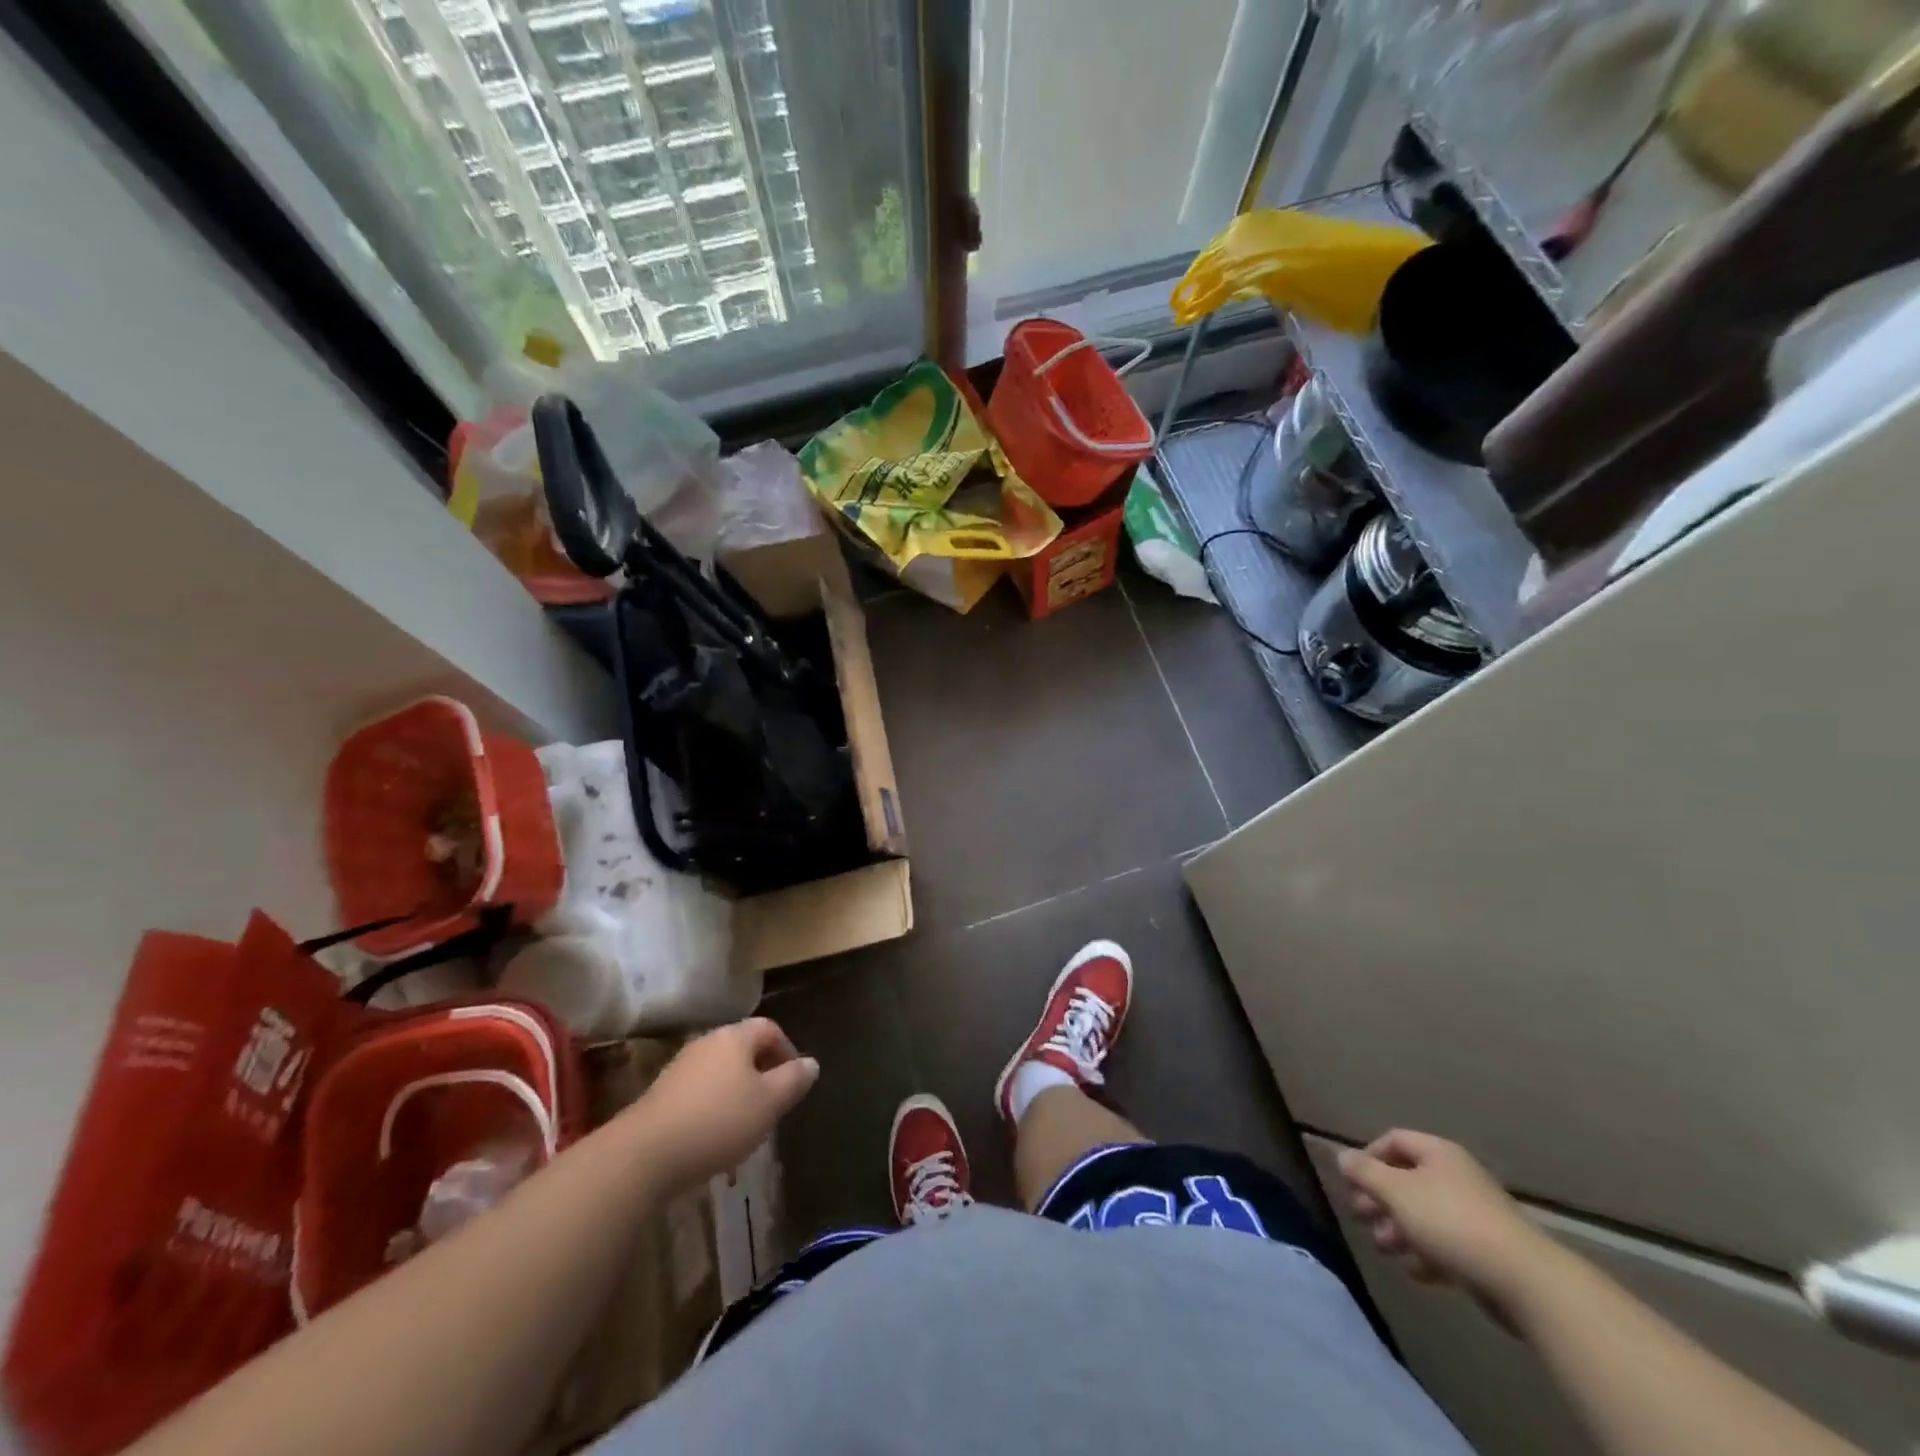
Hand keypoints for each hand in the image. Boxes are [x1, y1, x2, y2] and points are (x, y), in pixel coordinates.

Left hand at [630, 1018, 818, 1185]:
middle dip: (763, 1071)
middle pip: (743, 1047)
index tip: (795, 1081)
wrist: (643, 1154)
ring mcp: (680, 1067)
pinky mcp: (661, 1094)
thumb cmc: (718, 1121)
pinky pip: (699, 1091)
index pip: (770, 1028)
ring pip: (721, 1070)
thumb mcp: (769, 1103)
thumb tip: (811, 1063)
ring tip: (747, 1124)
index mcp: (735, 1037)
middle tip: (774, 1103)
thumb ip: (793, 1080)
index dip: (788, 1050)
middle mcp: (707, 1042)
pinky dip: (714, 1106)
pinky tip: (714, 1137)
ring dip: (738, 1090)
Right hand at [1337, 1130, 1561, 1316]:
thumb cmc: (1451, 1223)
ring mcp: (1476, 1214)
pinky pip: (1448, 1244)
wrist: (1526, 1282)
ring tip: (1384, 1248)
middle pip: (1408, 1179)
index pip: (1394, 1140)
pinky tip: (1416, 1272)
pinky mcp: (1489, 1251)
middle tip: (1361, 1217)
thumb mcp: (1397, 1192)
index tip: (1353, 1181)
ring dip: (1399, 1228)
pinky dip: (1428, 1253)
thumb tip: (1342, 1156)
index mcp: (1438, 1153)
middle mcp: (1457, 1176)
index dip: (1368, 1156)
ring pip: (1425, 1214)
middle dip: (1380, 1198)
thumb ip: (1365, 1172)